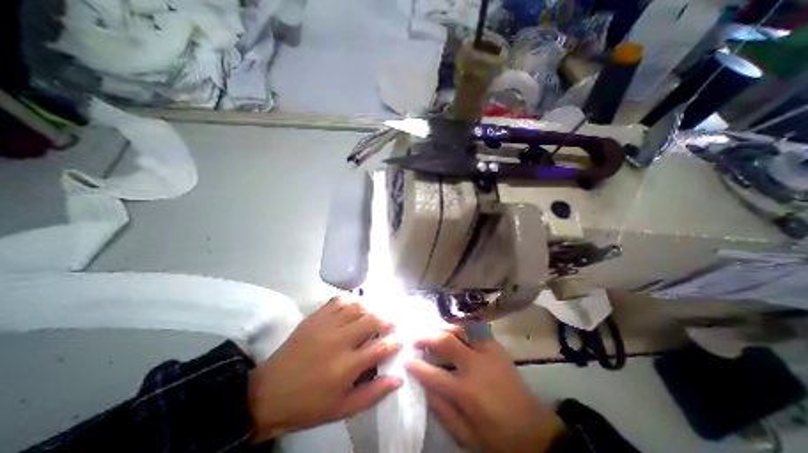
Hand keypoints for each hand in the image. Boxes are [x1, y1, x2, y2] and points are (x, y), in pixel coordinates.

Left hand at [247, 298, 401, 441]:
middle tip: (392, 324)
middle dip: (387, 320)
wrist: (269, 393)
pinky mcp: (315, 317)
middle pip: (372, 320)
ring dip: (372, 309)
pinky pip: (339, 301)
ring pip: (358, 307)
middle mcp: (339, 341)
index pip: (381, 347)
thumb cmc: (309, 405)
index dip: (395, 341)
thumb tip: (399, 379)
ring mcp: (326, 325)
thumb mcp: (343, 408)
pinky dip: (352, 300)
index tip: (401, 339)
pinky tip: (356, 306)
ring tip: (376, 315)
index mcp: (347, 366)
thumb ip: (373, 393)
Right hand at [408, 330, 563, 452]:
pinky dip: (461, 327)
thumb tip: (424, 386)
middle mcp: (476, 366)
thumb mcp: (466, 434)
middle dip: (426, 337)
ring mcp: (488, 353)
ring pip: (460, 329)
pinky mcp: (497, 347)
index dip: (416, 366)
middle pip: (445, 342)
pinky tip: (454, 330)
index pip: (433, 374)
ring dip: (443, 328)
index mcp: (466, 392)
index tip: (406, 360)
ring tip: (433, 332)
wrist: (535, 431)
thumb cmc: (497, 437)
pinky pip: (475, 329)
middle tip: (415, 339)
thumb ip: (442, 410)